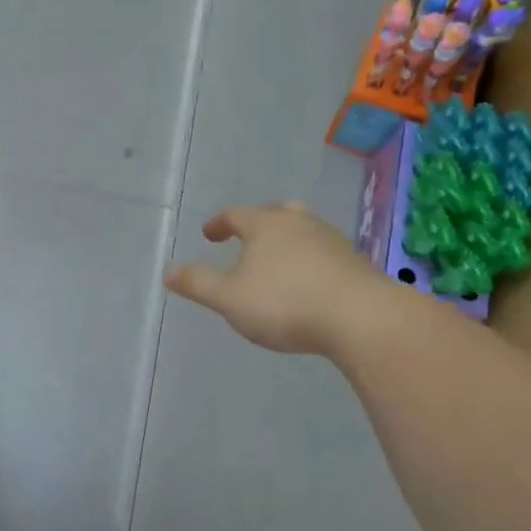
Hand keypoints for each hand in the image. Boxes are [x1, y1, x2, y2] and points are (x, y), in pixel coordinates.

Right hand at [164, 200, 385, 355]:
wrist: (363, 319)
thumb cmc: (286, 303)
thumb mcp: (229, 298)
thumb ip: (197, 283)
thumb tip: (167, 269)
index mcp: (267, 225)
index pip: (236, 214)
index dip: (220, 223)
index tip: (209, 234)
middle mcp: (301, 224)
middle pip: (277, 212)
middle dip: (260, 221)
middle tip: (248, 234)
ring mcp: (333, 242)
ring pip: (305, 230)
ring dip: (288, 240)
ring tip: (278, 260)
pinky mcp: (356, 265)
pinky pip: (325, 253)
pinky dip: (310, 260)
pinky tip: (309, 282)